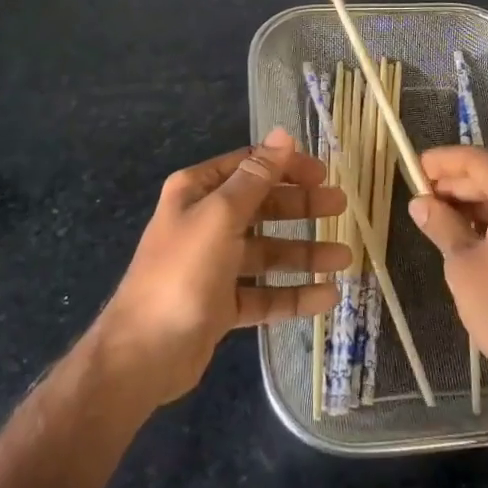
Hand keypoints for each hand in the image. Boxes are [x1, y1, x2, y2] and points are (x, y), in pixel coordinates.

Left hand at [95, 129, 349, 406]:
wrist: (142, 354)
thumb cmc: (183, 271)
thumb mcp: (222, 215)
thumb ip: (257, 176)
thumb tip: (283, 134)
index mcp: (198, 191)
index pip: (249, 166)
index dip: (286, 166)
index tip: (323, 174)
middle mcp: (205, 222)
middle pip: (263, 207)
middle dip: (301, 208)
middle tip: (340, 208)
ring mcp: (214, 264)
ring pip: (268, 252)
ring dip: (304, 253)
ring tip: (344, 258)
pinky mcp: (221, 303)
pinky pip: (264, 293)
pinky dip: (293, 294)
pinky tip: (326, 298)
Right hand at [410, 147, 487, 442]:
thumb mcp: (463, 265)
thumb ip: (441, 224)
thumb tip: (420, 203)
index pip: (477, 161)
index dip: (441, 162)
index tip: (413, 166)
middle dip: (456, 185)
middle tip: (421, 196)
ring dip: (475, 205)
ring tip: (439, 217)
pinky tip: (470, 236)